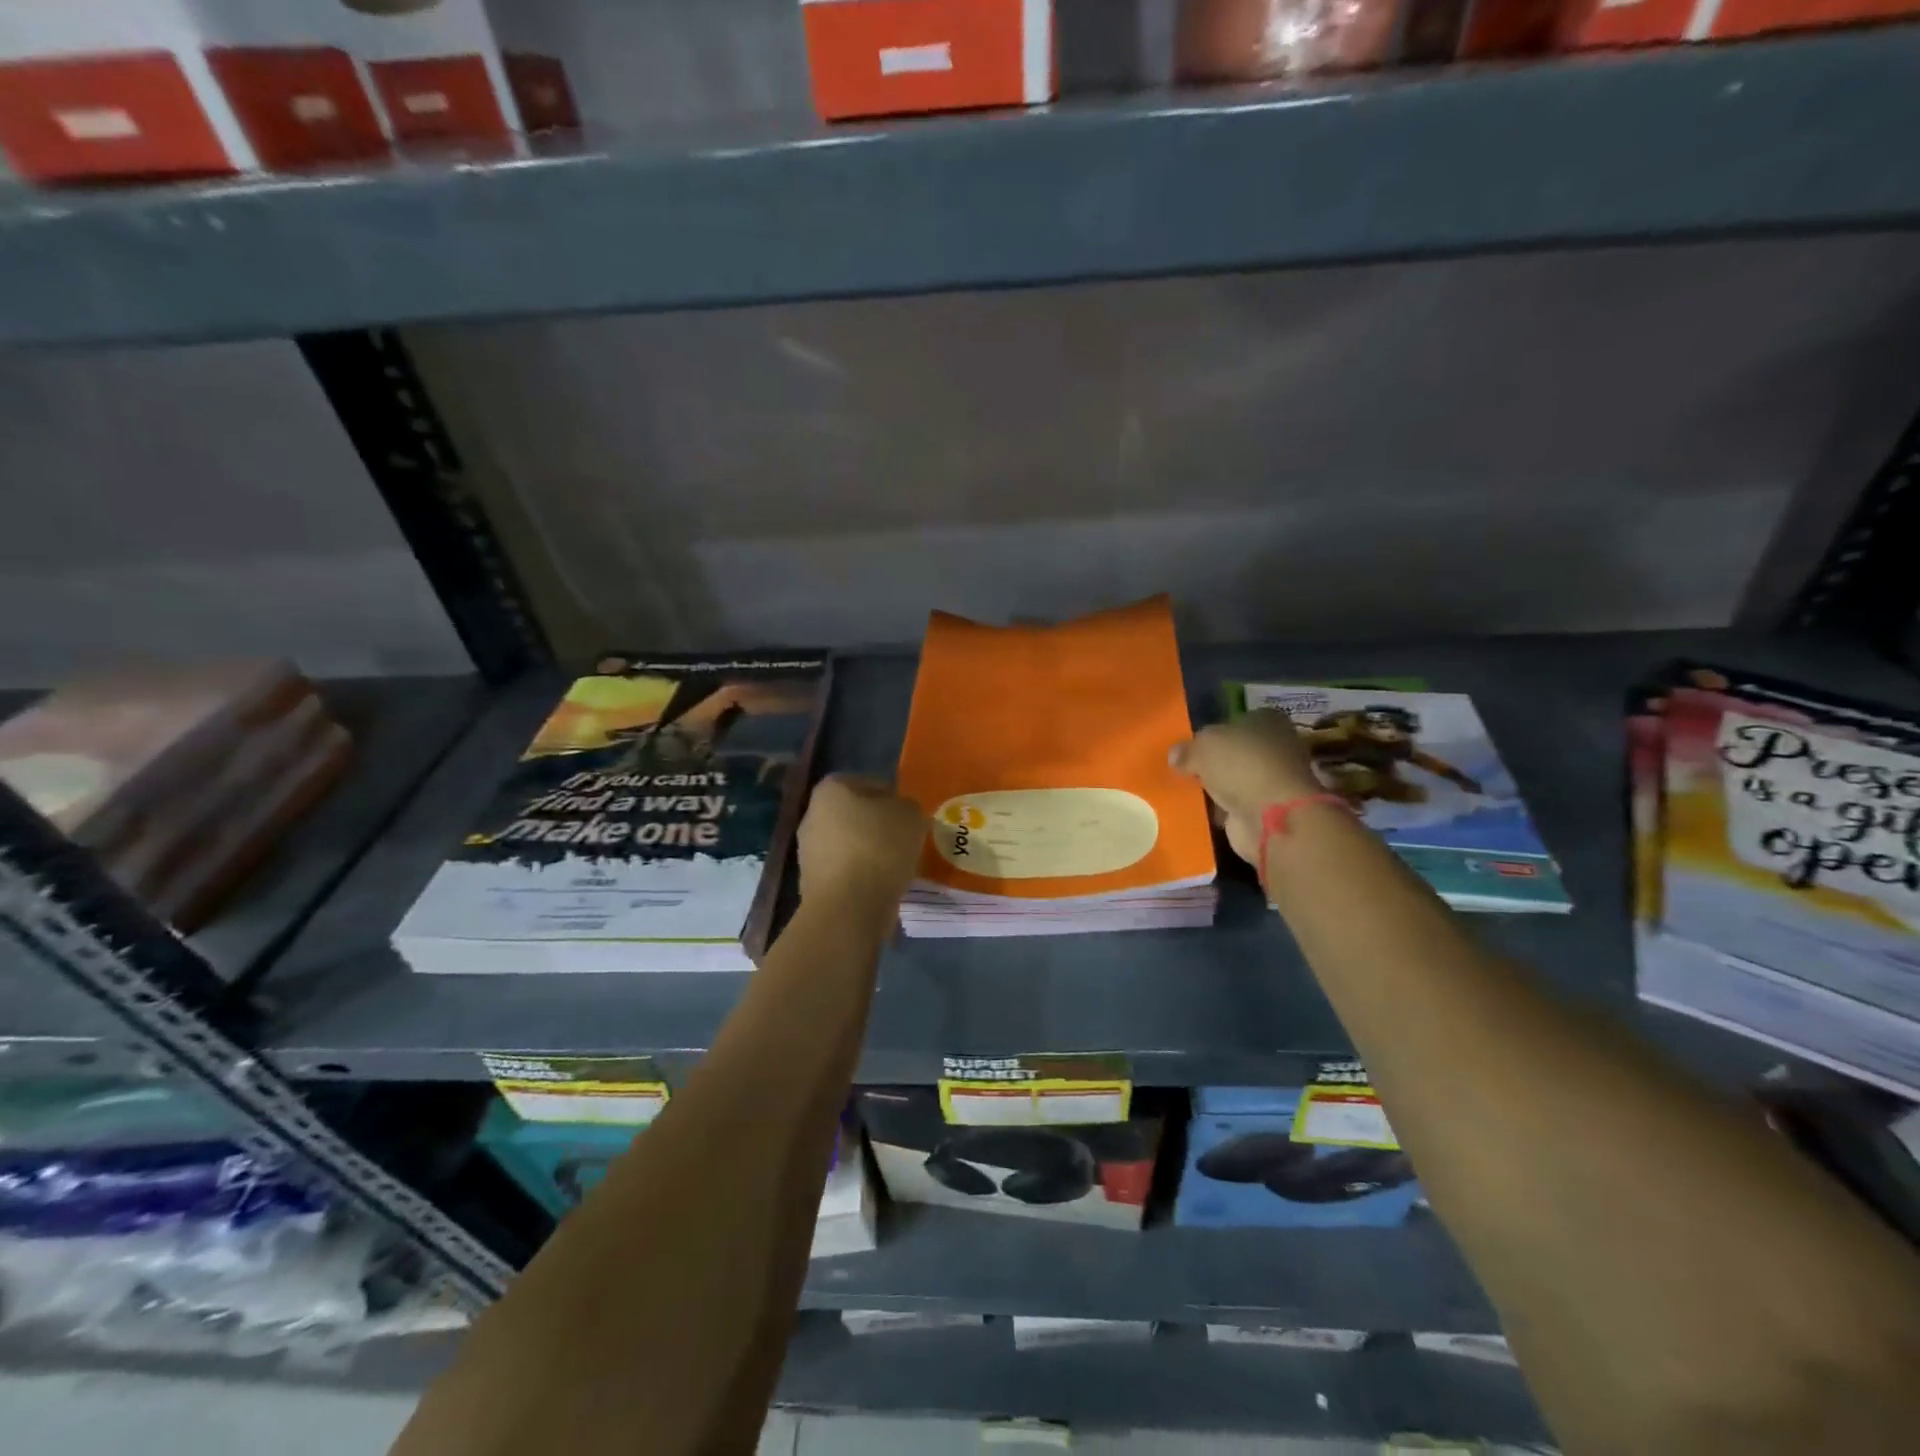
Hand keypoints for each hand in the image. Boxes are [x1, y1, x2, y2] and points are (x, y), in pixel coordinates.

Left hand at [797, 775, 926, 907]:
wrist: (848, 907)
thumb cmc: (879, 848)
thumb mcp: (910, 815)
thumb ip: (907, 807)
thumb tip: (900, 814)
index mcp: (830, 790)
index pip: (867, 783)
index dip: (891, 797)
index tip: (909, 815)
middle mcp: (812, 816)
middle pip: (855, 816)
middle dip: (879, 827)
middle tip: (906, 840)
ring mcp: (808, 853)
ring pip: (850, 846)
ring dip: (871, 854)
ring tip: (899, 866)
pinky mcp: (812, 885)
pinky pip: (846, 874)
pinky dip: (863, 878)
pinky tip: (883, 888)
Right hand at [1170, 711, 1323, 865]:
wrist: (1271, 815)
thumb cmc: (1241, 765)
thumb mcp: (1203, 746)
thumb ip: (1187, 749)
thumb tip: (1176, 755)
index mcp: (1266, 720)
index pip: (1235, 721)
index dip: (1213, 732)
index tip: (1191, 746)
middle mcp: (1275, 747)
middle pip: (1236, 751)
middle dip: (1214, 761)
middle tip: (1185, 769)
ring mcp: (1273, 780)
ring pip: (1236, 779)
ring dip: (1217, 787)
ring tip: (1187, 791)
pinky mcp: (1268, 810)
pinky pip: (1236, 805)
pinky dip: (1221, 809)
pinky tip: (1200, 811)